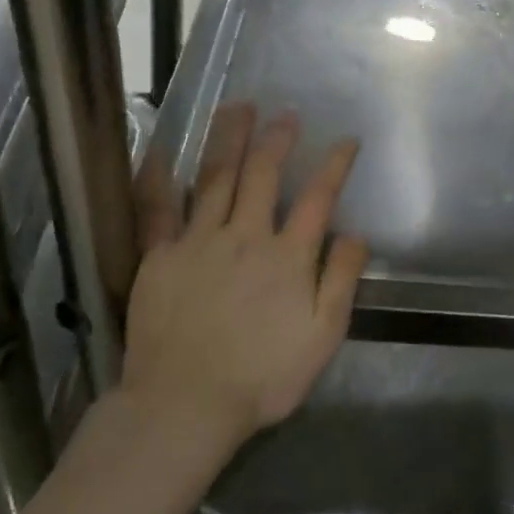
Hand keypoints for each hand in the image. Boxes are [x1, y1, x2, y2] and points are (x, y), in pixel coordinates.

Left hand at [123, 104, 368, 444]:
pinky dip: (159, 178)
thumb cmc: (262, 376)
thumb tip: (356, 234)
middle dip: (278, 140)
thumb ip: (342, 280)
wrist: (185, 405)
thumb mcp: (322, 336)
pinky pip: (157, 209)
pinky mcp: (159, 257)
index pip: (318, 197)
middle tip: (286, 113)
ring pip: (216, 178)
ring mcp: (199, 242)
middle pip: (264, 175)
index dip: (335, 164)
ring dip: (230, 139)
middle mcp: (245, 236)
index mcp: (288, 256)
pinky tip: (160, 151)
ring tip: (238, 108)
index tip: (346, 140)